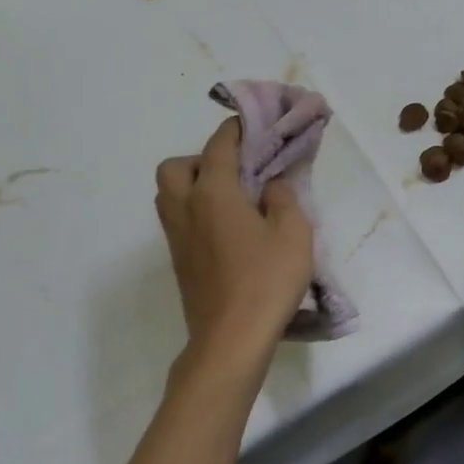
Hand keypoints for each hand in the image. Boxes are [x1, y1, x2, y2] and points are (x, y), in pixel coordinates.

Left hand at [155, 118, 313, 370]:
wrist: (230, 341)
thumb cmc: (266, 281)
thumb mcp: (293, 233)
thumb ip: (283, 198)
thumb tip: (270, 186)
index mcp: (212, 194)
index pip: (219, 146)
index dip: (234, 129)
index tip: (250, 123)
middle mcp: (186, 209)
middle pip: (175, 167)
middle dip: (201, 159)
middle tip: (234, 172)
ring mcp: (177, 238)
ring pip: (170, 194)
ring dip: (193, 185)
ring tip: (231, 199)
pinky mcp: (179, 262)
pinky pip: (178, 220)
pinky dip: (195, 211)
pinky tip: (226, 229)